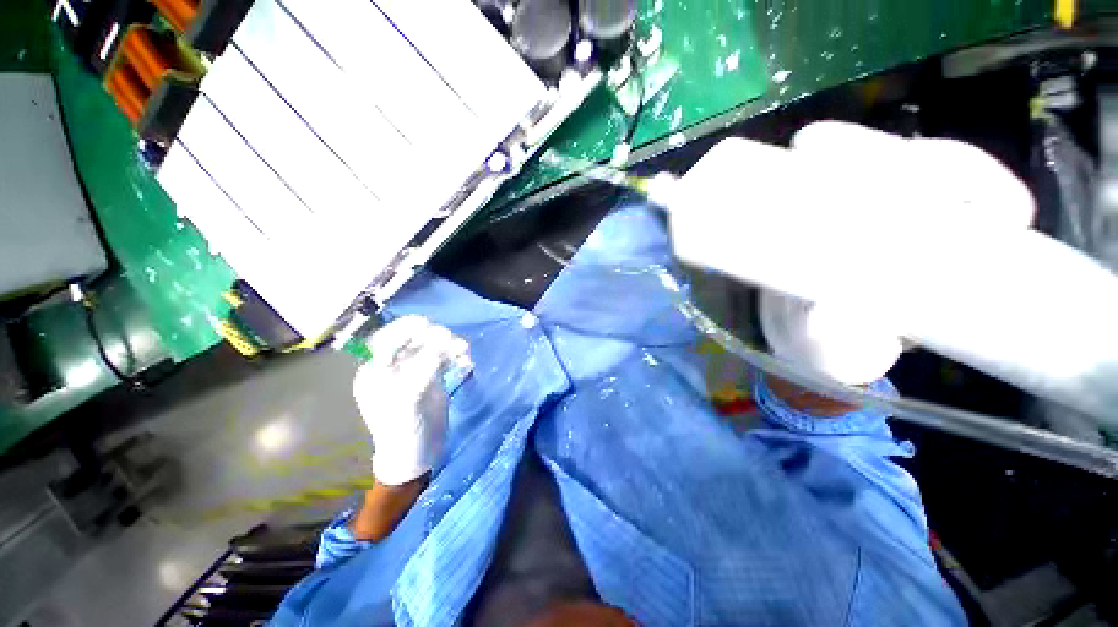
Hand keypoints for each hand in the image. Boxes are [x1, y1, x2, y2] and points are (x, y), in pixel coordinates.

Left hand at [353, 316, 469, 485]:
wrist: (417, 455)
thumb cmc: (403, 430)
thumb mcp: (407, 400)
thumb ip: (423, 369)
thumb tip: (444, 343)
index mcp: (375, 371)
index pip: (386, 339)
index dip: (405, 329)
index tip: (428, 325)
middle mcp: (393, 366)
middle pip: (412, 339)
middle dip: (433, 336)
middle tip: (453, 342)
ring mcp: (413, 370)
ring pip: (431, 345)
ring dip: (449, 345)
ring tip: (464, 352)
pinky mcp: (431, 375)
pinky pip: (443, 356)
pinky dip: (455, 354)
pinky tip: (465, 360)